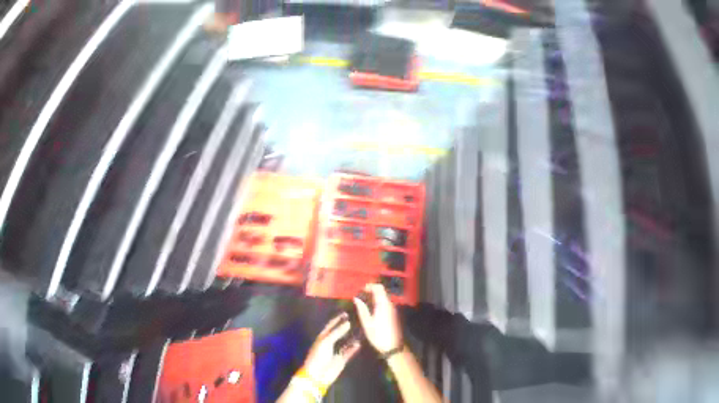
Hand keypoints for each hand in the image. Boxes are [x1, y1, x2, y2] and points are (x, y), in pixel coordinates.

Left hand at [303, 313, 360, 386]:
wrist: (316, 376)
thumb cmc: (318, 355)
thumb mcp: (327, 341)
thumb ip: (338, 331)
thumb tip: (348, 323)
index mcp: (324, 336)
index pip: (332, 324)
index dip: (338, 318)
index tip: (346, 313)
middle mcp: (330, 342)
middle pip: (339, 332)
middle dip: (346, 326)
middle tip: (355, 319)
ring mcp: (336, 350)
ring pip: (345, 341)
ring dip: (351, 336)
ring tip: (360, 329)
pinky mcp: (341, 359)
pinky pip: (349, 352)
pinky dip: (353, 348)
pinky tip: (359, 343)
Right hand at [353, 283, 402, 353]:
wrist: (393, 347)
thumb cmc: (379, 336)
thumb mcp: (367, 323)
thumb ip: (362, 309)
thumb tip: (356, 298)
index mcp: (382, 304)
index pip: (378, 287)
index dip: (370, 286)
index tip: (362, 289)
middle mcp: (388, 303)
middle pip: (382, 289)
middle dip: (372, 288)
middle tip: (363, 293)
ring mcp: (391, 307)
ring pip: (384, 294)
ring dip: (375, 293)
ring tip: (366, 299)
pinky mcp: (392, 311)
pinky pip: (385, 300)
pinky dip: (379, 298)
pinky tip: (372, 306)